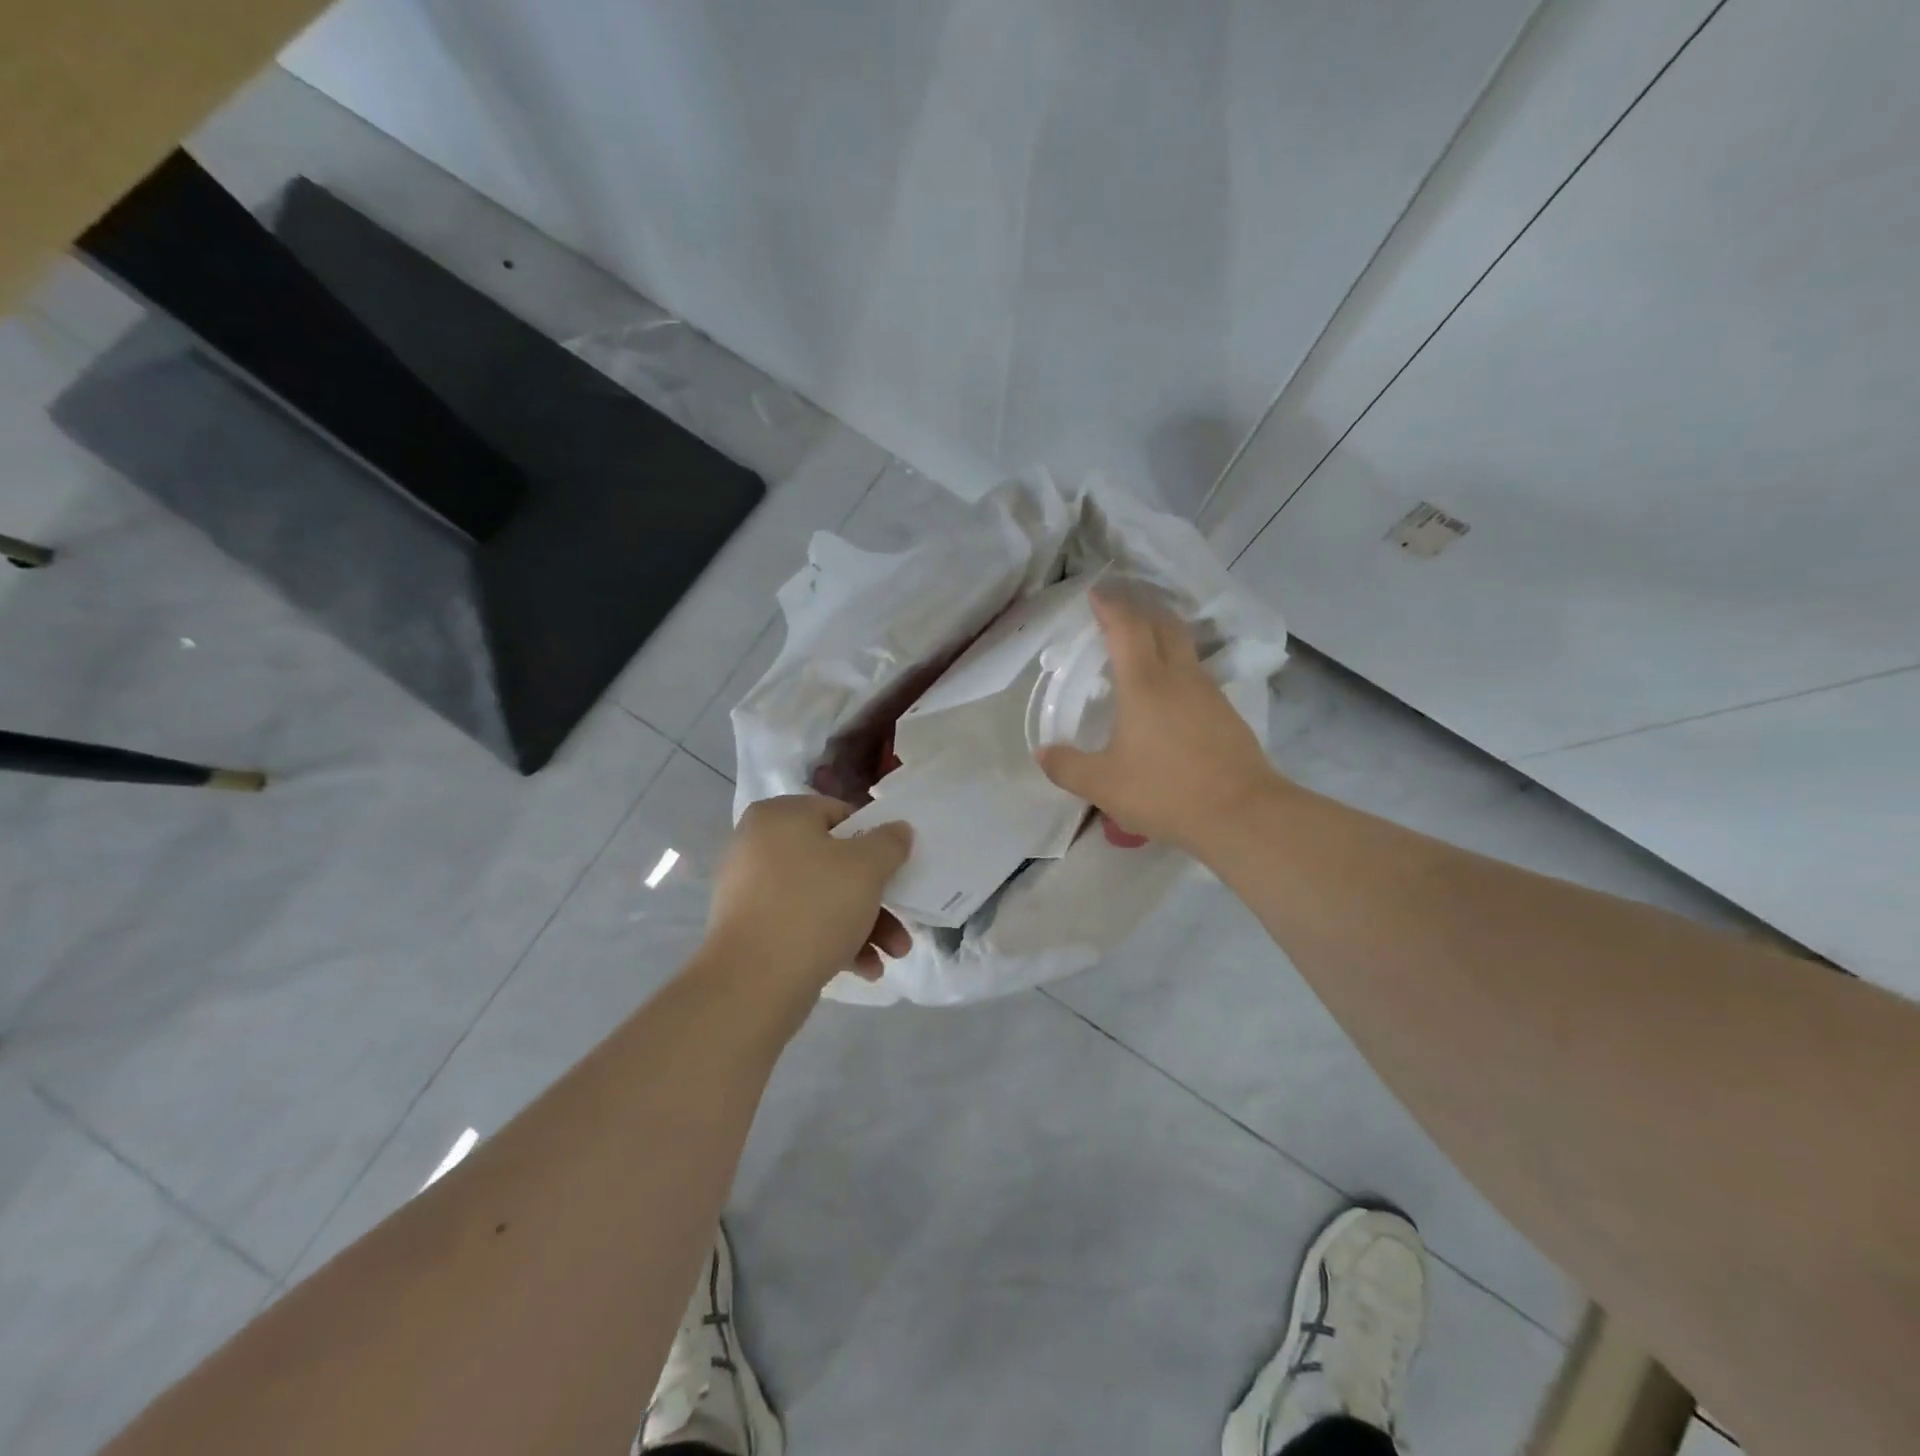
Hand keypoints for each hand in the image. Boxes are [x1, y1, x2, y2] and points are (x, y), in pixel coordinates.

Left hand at [702, 795, 912, 996]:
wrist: (752, 984)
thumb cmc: (814, 907)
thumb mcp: (866, 867)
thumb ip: (889, 842)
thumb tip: (897, 829)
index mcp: (779, 816)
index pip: (838, 814)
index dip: (873, 840)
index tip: (895, 868)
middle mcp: (758, 846)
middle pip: (833, 863)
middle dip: (875, 896)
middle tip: (903, 920)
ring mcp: (750, 891)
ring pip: (821, 898)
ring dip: (864, 924)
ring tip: (894, 955)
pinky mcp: (750, 931)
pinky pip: (801, 925)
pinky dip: (835, 942)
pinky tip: (866, 970)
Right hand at [1035, 590, 1285, 855]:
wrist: (1242, 814)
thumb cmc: (1165, 791)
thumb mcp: (1103, 785)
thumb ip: (1067, 767)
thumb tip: (1043, 753)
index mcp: (1144, 683)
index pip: (1126, 627)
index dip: (1110, 606)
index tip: (1096, 593)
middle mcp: (1179, 677)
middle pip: (1163, 624)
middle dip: (1140, 609)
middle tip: (1119, 610)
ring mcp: (1208, 693)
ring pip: (1184, 648)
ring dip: (1161, 636)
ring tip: (1140, 649)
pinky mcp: (1226, 713)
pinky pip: (1196, 675)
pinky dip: (1176, 668)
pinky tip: (1167, 694)